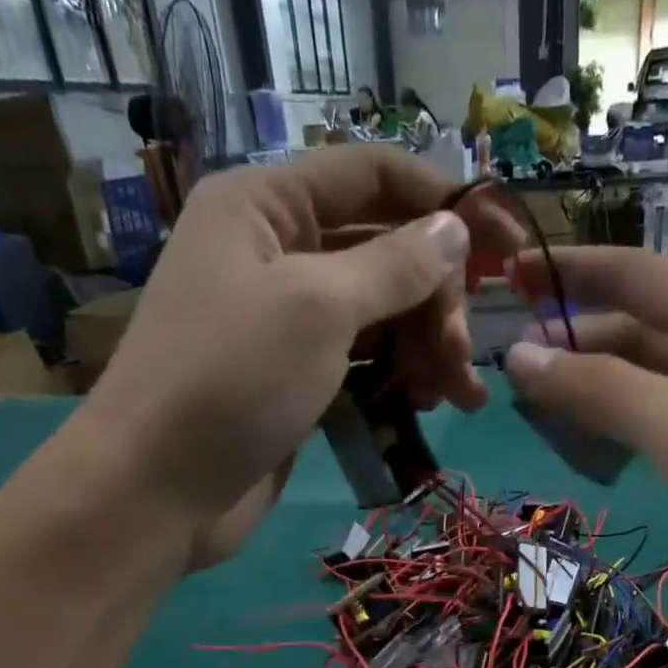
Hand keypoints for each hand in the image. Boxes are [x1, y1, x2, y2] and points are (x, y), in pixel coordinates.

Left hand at [79, 148, 514, 566]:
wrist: (157, 491)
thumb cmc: (231, 381)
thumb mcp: (318, 308)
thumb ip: (394, 265)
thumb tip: (455, 229)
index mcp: (266, 206)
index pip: (372, 177)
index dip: (444, 202)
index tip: (509, 244)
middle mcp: (275, 252)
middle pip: (383, 252)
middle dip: (435, 299)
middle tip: (464, 354)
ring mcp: (285, 322)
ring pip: (379, 315)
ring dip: (427, 347)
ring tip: (459, 394)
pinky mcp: (295, 381)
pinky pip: (363, 363)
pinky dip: (399, 379)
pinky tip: (428, 406)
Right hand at [503, 248, 667, 648]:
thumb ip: (601, 390)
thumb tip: (521, 355)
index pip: (639, 276)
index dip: (571, 272)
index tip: (511, 274)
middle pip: (643, 332)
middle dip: (578, 344)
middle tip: (512, 369)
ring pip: (654, 383)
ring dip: (598, 392)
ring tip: (539, 413)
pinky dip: (627, 431)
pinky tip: (597, 449)